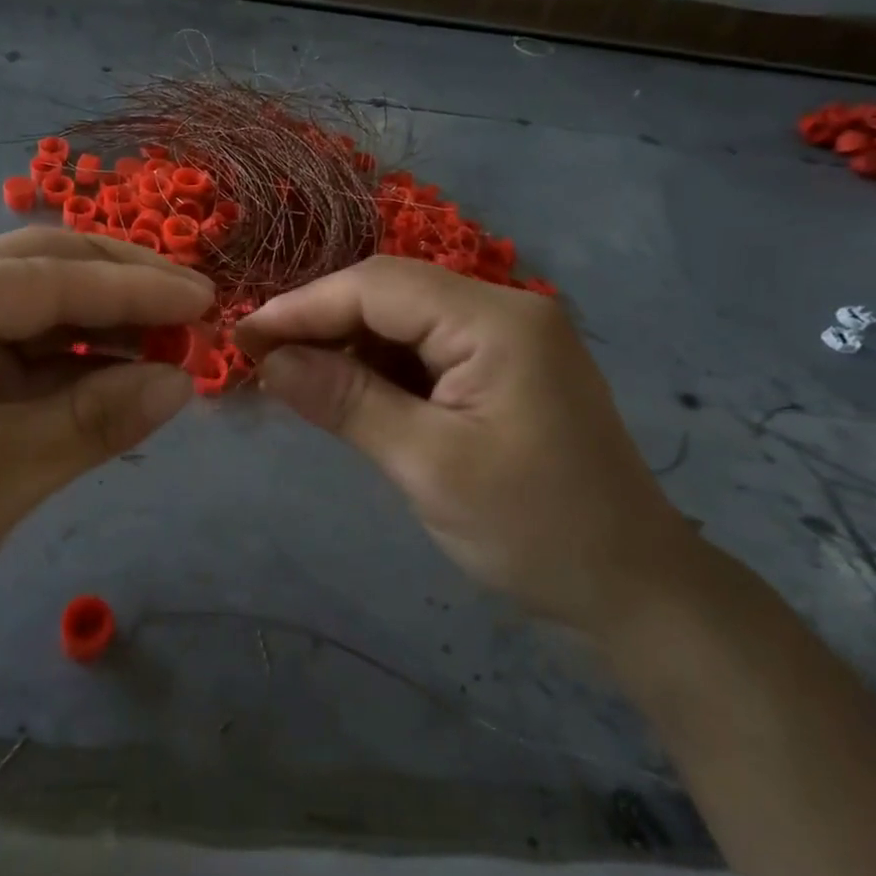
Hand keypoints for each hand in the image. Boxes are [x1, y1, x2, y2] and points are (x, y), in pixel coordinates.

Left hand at [0, 230, 212, 672]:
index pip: (43, 278)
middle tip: (194, 305)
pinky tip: (127, 370)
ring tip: (174, 340)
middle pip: (38, 271)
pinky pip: (23, 354)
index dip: (131, 286)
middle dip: (119, 285)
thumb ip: (96, 419)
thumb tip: (185, 381)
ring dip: (103, 323)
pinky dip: (76, 361)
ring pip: (35, 310)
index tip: (204, 296)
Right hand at [235, 257, 695, 637]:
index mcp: (496, 320)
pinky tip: (343, 391)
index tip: (242, 336)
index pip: (377, 287)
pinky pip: (422, 349)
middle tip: (257, 358)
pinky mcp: (500, 367)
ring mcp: (505, 337)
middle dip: (320, 323)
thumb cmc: (534, 529)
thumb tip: (269, 361)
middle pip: (389, 294)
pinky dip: (376, 367)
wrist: (633, 587)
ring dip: (344, 345)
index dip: (303, 306)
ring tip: (289, 376)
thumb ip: (346, 402)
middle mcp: (503, 309)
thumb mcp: (428, 465)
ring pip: (401, 320)